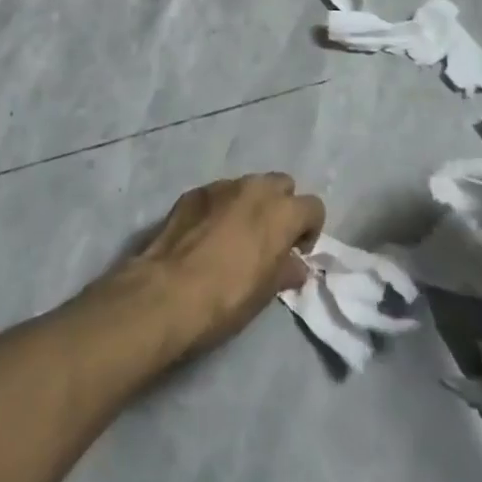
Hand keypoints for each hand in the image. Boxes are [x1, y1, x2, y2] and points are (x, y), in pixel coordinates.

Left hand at [131, 174, 324, 354]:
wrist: (168, 291)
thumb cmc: (228, 296)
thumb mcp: (266, 291)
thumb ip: (286, 269)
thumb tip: (296, 264)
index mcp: (281, 211)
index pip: (313, 207)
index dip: (309, 230)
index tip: (296, 253)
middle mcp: (255, 188)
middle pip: (282, 184)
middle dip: (281, 206)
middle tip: (270, 238)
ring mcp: (222, 185)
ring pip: (248, 185)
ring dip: (251, 204)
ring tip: (236, 235)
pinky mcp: (194, 191)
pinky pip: (219, 193)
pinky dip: (222, 207)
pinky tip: (208, 235)